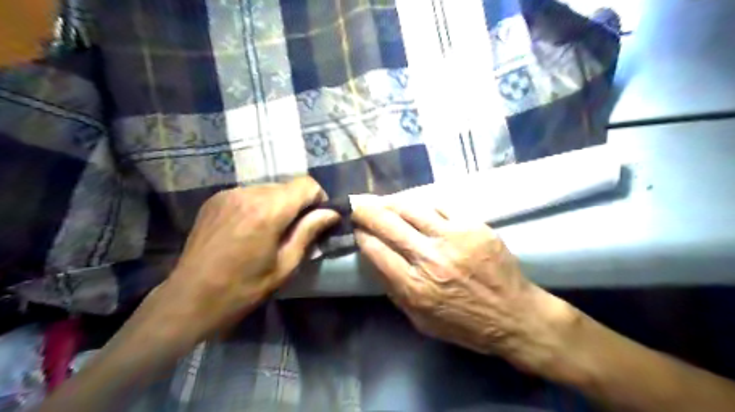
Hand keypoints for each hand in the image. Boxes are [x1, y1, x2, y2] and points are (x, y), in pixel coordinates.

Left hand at [153, 177, 340, 340]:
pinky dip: (259, 205)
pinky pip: (249, 194)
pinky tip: (250, 228)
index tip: (317, 219)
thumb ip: (309, 232)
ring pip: (269, 189)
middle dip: (298, 204)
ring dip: (278, 205)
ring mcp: (228, 194)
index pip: (306, 184)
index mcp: (267, 210)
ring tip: (271, 231)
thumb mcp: (285, 265)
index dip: (318, 199)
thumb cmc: (244, 289)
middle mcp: (248, 193)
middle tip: (296, 230)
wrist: (189, 299)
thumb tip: (332, 213)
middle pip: (287, 186)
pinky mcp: (215, 199)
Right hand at [352, 203, 579, 372]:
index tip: (356, 229)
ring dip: (391, 203)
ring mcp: (454, 238)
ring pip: (412, 209)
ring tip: (383, 202)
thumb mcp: (420, 320)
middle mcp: (430, 259)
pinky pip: (440, 207)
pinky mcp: (473, 227)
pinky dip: (422, 206)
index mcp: (414, 287)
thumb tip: (376, 260)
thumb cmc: (465, 324)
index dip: (361, 236)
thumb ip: (395, 291)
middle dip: (366, 211)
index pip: (376, 250)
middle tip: (357, 205)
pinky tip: (416, 207)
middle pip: (388, 224)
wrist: (515, 316)